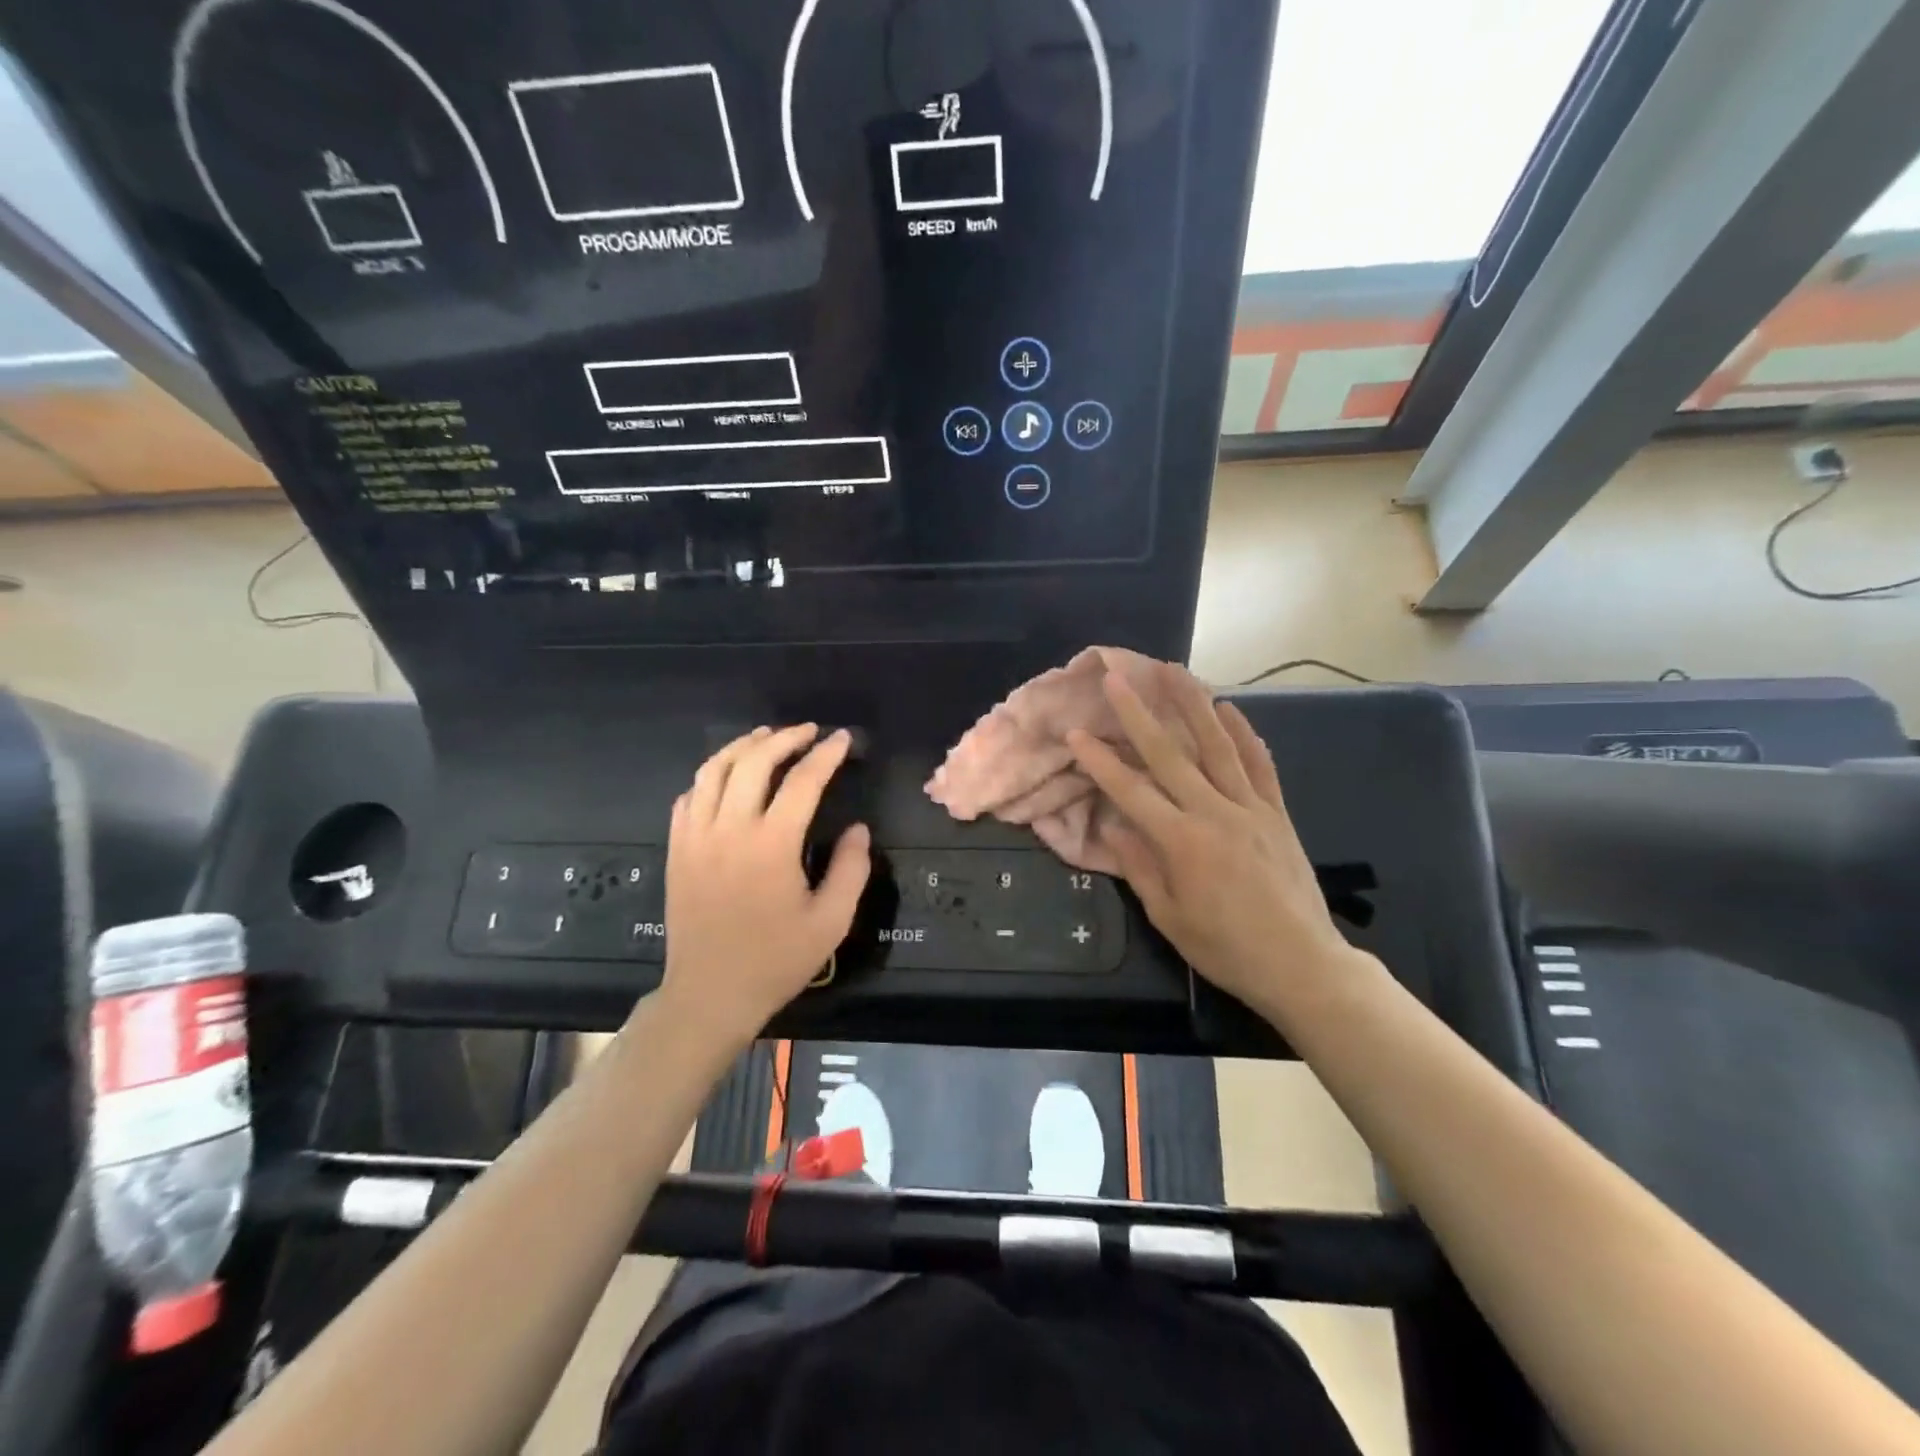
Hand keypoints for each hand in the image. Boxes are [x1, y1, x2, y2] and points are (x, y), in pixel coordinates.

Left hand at [657, 726, 870, 1049]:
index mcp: (771, 845)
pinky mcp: (676, 849)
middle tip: (808, 731)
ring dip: (743, 746)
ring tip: (766, 737)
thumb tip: (858, 829)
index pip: (802, 781)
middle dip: (784, 738)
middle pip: (754, 761)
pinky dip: (710, 776)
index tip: (842, 739)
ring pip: (714, 770)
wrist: (709, 994)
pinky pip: (689, 796)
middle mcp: (729, 829)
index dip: (826, 754)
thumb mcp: (831, 922)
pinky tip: (726, 777)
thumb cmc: (775, 960)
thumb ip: (851, 869)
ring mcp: (696, 837)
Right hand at [1065, 665, 1365, 1023]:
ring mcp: (1251, 807)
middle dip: (1139, 713)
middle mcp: (1214, 812)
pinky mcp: (1277, 812)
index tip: (1076, 732)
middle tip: (1118, 677)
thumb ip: (1140, 867)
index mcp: (1181, 842)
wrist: (1302, 965)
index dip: (1100, 761)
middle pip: (1170, 754)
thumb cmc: (1226, 949)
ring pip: (1217, 746)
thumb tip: (1115, 826)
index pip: (1131, 791)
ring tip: (1173, 671)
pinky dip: (1245, 733)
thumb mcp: (1169, 917)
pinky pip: (1260, 764)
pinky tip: (1229, 708)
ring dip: (1193, 704)